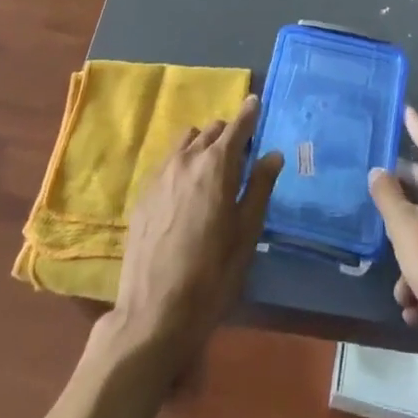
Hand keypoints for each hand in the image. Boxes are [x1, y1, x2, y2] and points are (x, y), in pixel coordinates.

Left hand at [108, 94, 283, 374]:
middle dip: (228, 135)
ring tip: (211, 171)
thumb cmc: (211, 275)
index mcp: (217, 164)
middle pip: (212, 129)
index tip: (256, 103)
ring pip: (187, 141)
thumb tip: (273, 154)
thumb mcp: (246, 234)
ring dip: (203, 145)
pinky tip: (186, 192)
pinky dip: (182, 163)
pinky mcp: (143, 192)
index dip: (250, 113)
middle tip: (239, 155)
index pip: (238, 125)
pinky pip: (168, 161)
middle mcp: (188, 158)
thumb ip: (259, 188)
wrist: (153, 314)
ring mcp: (161, 173)